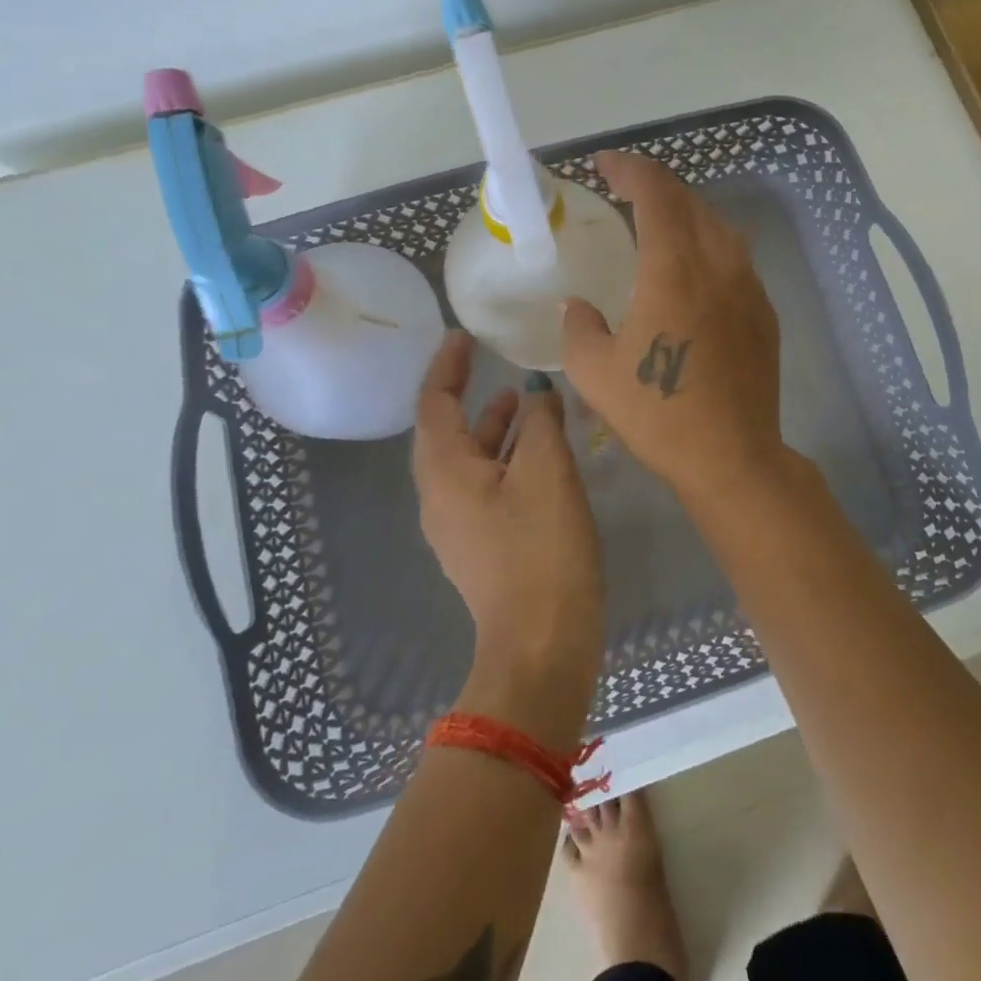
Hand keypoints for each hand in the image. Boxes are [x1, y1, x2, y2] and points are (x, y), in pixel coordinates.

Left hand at [412, 332, 604, 743]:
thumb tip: (536, 394)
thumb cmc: (541, 548)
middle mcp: (440, 497)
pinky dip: (507, 459)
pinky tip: (542, 455)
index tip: (463, 335)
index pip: (434, 403)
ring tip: (528, 402)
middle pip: (448, 433)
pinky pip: (486, 486)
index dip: (447, 366)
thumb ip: (539, 421)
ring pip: (470, 461)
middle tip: (497, 365)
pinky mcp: (482, 547)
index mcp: (445, 472)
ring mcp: (459, 526)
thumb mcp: (546, 470)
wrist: (540, 644)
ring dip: (494, 428)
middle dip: (471, 396)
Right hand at [561, 151, 785, 501]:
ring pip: (719, 226)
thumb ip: (579, 327)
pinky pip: (735, 258)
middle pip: (690, 201)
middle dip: (655, 186)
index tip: (604, 166)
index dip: (629, 168)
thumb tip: (578, 306)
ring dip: (686, 213)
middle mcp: (718, 264)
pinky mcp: (764, 312)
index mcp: (674, 268)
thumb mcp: (595, 372)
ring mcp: (749, 286)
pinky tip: (693, 271)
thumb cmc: (658, 413)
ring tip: (658, 225)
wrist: (732, 455)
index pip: (656, 192)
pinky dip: (709, 246)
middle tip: (625, 191)